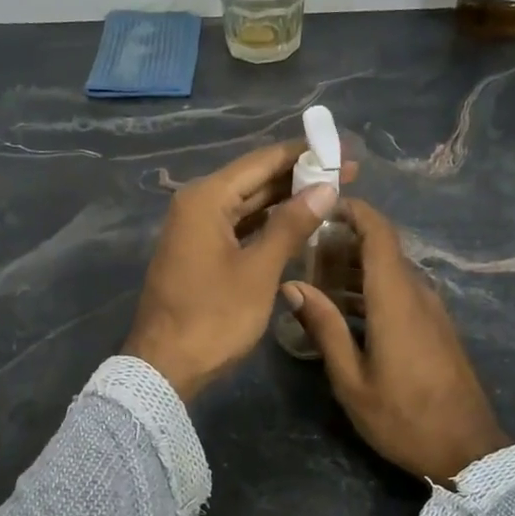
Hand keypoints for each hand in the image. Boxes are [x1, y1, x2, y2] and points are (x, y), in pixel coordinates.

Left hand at [123, 142, 357, 401]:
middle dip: (300, 176)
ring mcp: (196, 228)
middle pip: (255, 179)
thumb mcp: (258, 271)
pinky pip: (240, 225)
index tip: (344, 150)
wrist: (166, 366)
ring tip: (331, 194)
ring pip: (248, 203)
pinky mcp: (200, 251)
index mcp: (206, 198)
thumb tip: (326, 187)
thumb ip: (292, 225)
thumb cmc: (214, 317)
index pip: (262, 161)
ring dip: (286, 199)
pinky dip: (268, 223)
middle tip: (348, 173)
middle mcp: (197, 204)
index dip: (305, 154)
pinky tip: (299, 224)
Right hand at [283, 200, 510, 480]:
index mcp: (396, 299)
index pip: (379, 233)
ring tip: (315, 282)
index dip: (353, 211)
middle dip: (343, 243)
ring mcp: (431, 310)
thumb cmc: (403, 417)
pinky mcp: (436, 327)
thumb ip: (324, 327)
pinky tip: (345, 311)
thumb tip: (292, 286)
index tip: (321, 206)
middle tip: (303, 253)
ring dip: (355, 268)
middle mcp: (417, 294)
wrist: (468, 451)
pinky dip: (371, 288)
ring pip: (390, 271)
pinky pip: (400, 291)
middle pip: (382, 249)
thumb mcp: (352, 379)